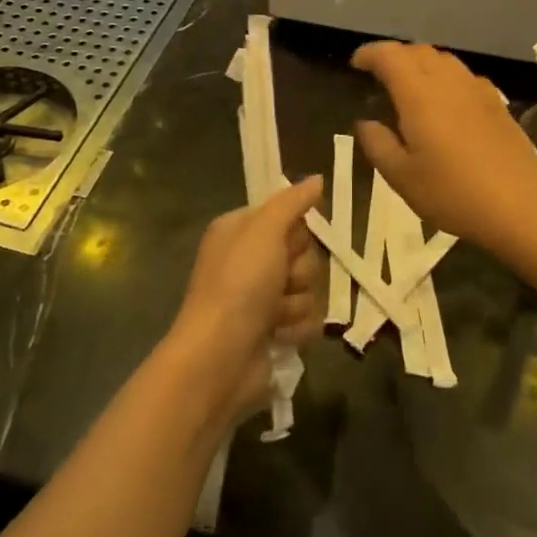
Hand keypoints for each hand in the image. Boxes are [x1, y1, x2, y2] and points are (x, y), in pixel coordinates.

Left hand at [167, 176, 326, 425]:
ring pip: (310, 289)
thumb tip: (317, 178)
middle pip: (304, 254)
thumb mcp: (264, 231)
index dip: (295, 232)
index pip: (288, 217)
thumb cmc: (238, 285)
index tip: (289, 242)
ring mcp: (262, 299)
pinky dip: (297, 329)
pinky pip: (308, 320)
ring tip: (274, 316)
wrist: (219, 357)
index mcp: (240, 232)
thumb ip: (292, 202)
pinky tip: (277, 337)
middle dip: (299, 271)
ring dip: (297, 303)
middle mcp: (250, 262)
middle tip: (280, 281)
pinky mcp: (274, 332)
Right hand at [352, 41, 536, 257]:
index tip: (356, 64)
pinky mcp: (497, 103)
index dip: (370, 53)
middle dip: (394, 55)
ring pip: (444, 59)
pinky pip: (464, 75)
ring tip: (409, 83)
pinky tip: (445, 100)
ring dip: (421, 62)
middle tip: (379, 73)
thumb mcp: (402, 177)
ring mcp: (478, 90)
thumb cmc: (453, 194)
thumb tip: (366, 123)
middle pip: (418, 51)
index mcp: (420, 95)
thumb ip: (378, 144)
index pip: (390, 56)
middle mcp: (449, 82)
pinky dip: (445, 76)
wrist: (519, 207)